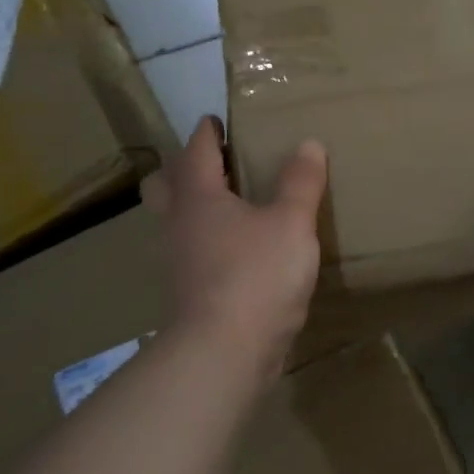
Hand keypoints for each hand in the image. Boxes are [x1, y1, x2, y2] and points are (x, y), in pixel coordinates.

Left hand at [141, 117, 327, 375]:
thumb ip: (301, 182)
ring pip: (176, 222)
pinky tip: (238, 251)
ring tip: (230, 205)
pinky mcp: (191, 293)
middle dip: (181, 169)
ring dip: (193, 207)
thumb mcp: (292, 222)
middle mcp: (180, 225)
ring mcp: (180, 262)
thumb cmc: (256, 275)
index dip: (207, 132)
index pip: (197, 152)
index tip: (216, 120)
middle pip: (165, 186)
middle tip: (213, 164)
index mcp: (199, 198)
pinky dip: (209, 242)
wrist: (225, 353)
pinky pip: (194, 253)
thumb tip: (309, 144)